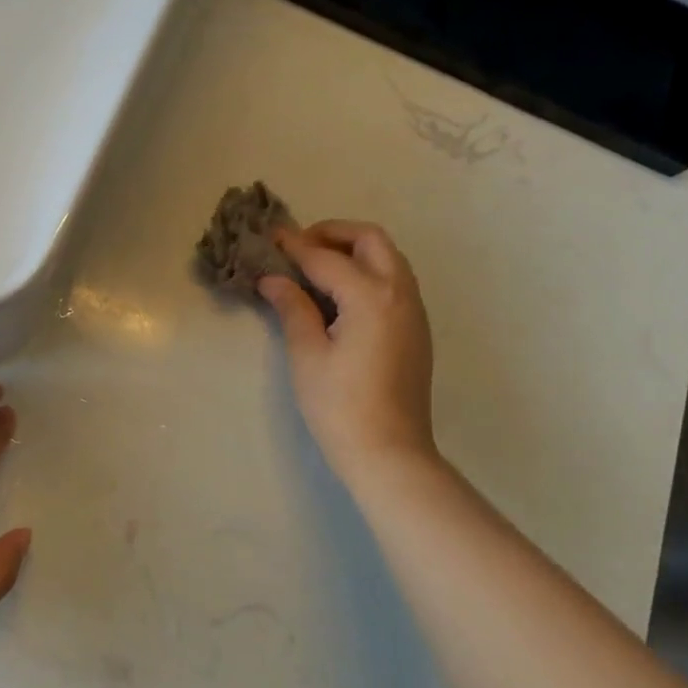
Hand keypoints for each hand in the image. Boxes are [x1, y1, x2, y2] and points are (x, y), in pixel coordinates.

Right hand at [259, 221, 436, 478]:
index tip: (270, 238)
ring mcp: (414, 311)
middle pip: (371, 240)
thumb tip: (273, 279)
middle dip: (334, 234)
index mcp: (371, 296)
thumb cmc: (340, 407)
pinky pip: (395, 282)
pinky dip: (368, 272)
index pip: (326, 258)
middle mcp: (400, 293)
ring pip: (388, 259)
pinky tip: (341, 297)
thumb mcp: (307, 355)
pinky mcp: (416, 330)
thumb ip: (293, 308)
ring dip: (354, 251)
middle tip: (300, 247)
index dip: (295, 246)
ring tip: (317, 269)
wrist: (390, 453)